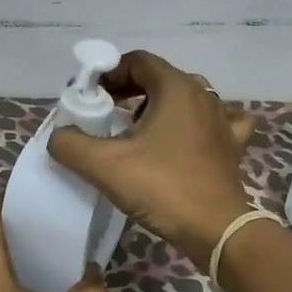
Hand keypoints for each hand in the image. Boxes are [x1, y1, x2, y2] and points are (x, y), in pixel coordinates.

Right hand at [46, 50, 256, 264]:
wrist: (217, 231)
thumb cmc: (162, 187)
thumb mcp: (104, 165)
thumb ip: (70, 144)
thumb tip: (59, 136)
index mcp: (177, 87)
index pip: (137, 61)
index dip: (109, 73)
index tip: (89, 97)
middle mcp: (203, 95)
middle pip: (159, 78)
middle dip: (129, 91)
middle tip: (105, 114)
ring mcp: (222, 120)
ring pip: (185, 98)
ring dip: (157, 107)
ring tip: (136, 131)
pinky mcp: (232, 146)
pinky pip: (212, 122)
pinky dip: (194, 124)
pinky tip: (184, 138)